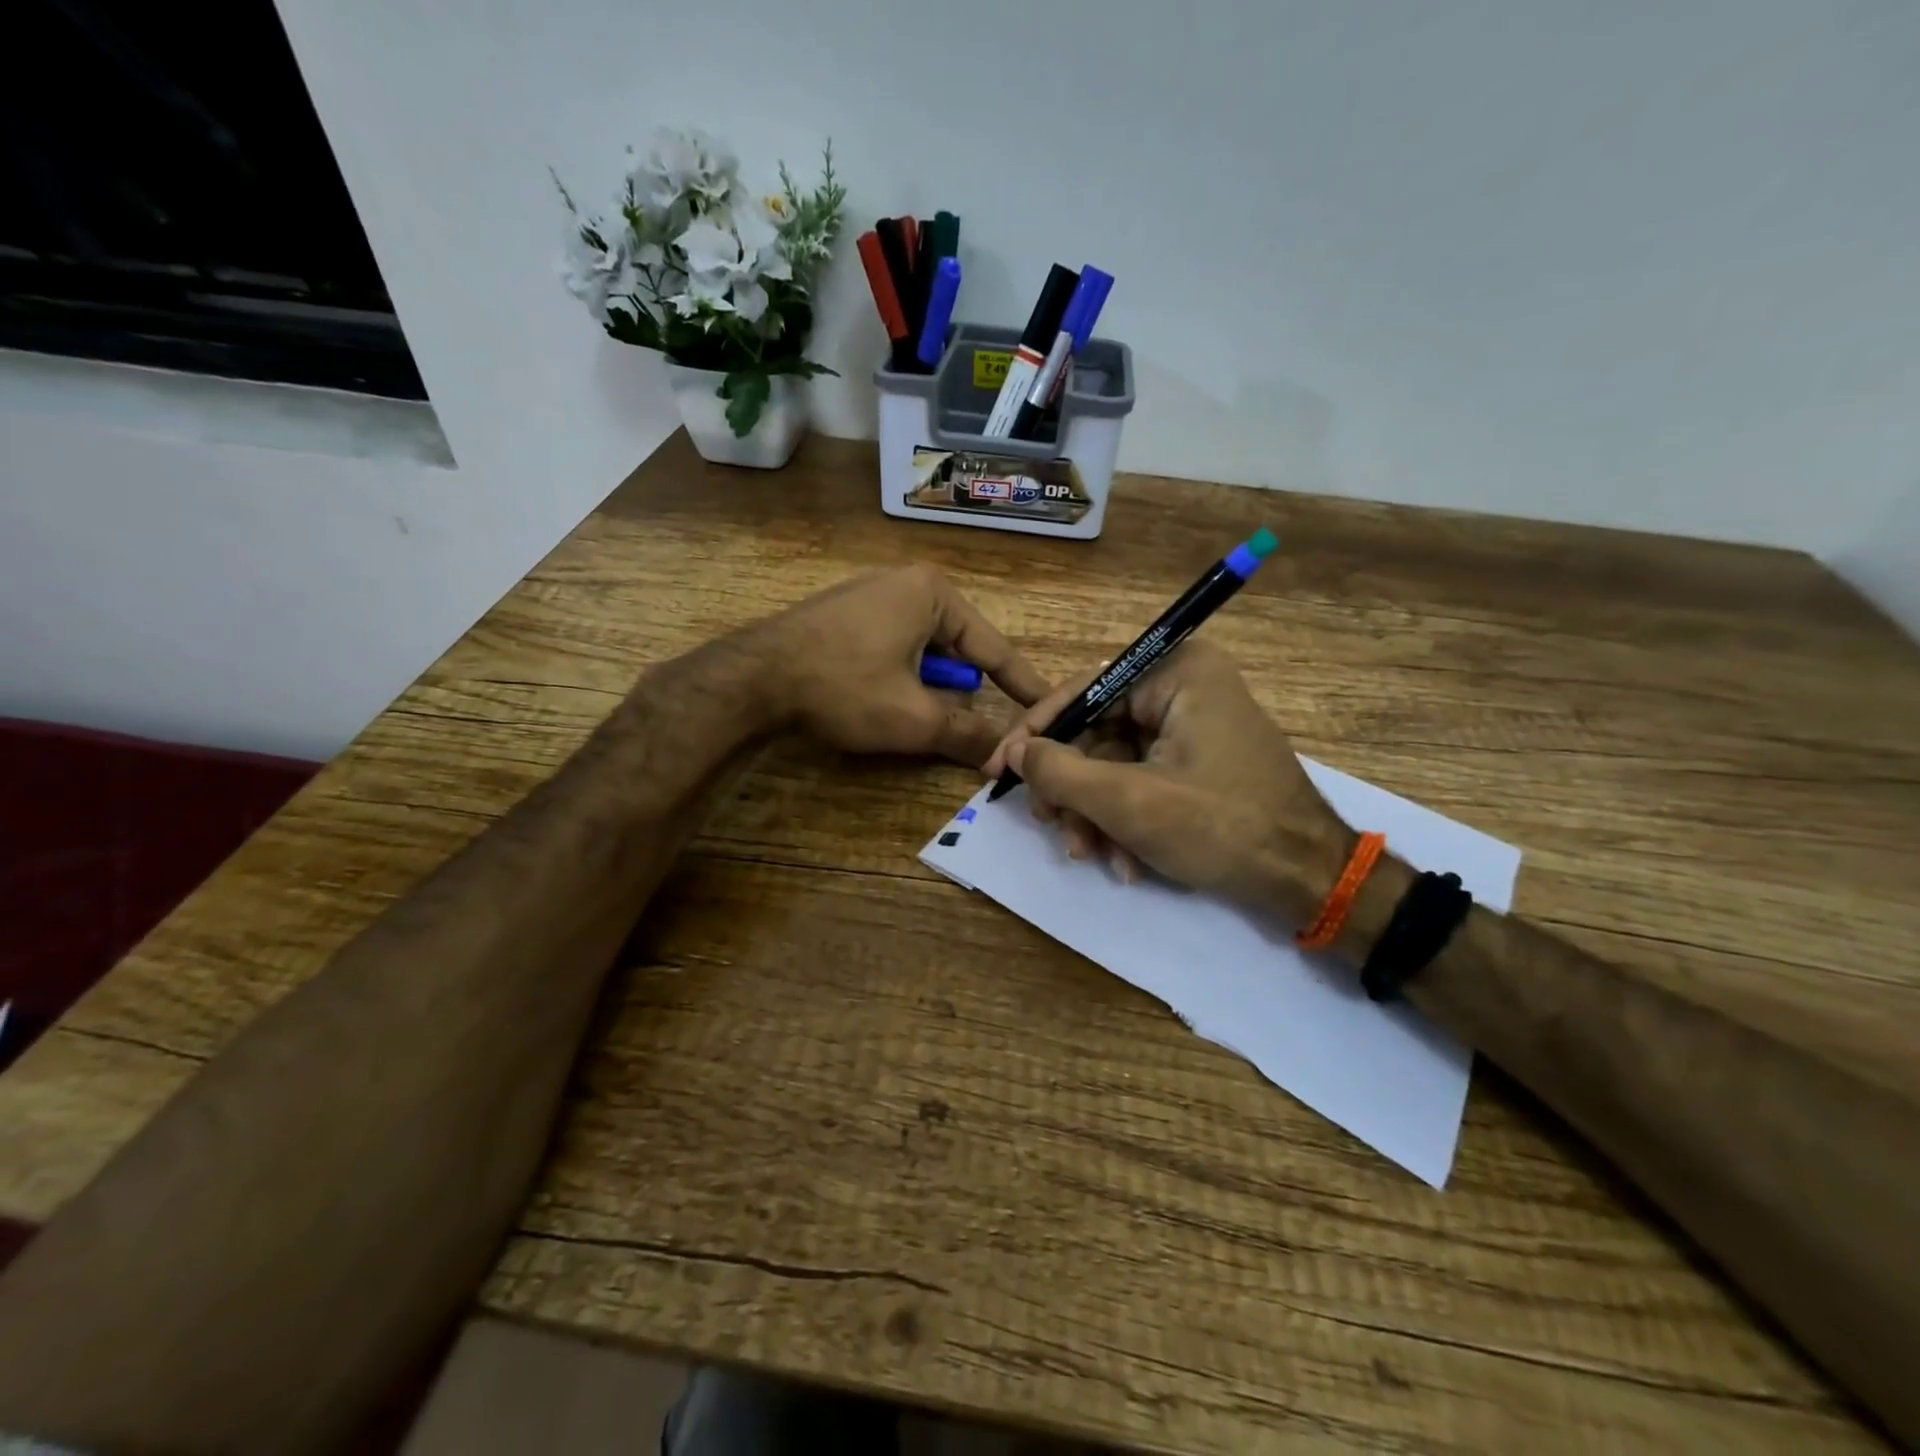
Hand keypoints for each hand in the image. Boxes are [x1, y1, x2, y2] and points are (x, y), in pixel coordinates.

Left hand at [750, 564, 1049, 767]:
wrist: (752, 678)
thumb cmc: (843, 686)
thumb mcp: (913, 717)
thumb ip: (966, 735)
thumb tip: (1005, 759)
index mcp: (934, 594)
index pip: (994, 648)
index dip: (1023, 685)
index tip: (1051, 707)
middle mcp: (908, 584)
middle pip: (959, 650)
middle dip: (967, 691)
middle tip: (981, 727)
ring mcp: (872, 595)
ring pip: (925, 653)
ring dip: (932, 688)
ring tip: (924, 719)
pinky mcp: (846, 615)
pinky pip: (895, 648)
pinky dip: (904, 678)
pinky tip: (888, 701)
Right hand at [983, 641, 1349, 913]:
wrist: (1308, 882)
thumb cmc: (1221, 828)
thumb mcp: (1128, 802)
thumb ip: (1060, 772)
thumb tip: (1018, 753)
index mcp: (1176, 673)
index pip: (1084, 690)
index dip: (1035, 732)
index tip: (999, 770)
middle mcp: (1185, 687)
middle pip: (1097, 731)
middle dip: (1071, 789)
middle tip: (1048, 825)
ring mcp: (1194, 726)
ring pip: (1115, 763)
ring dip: (1095, 814)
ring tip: (1088, 855)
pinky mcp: (1199, 762)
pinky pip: (1142, 780)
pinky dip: (1124, 820)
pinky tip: (1124, 863)